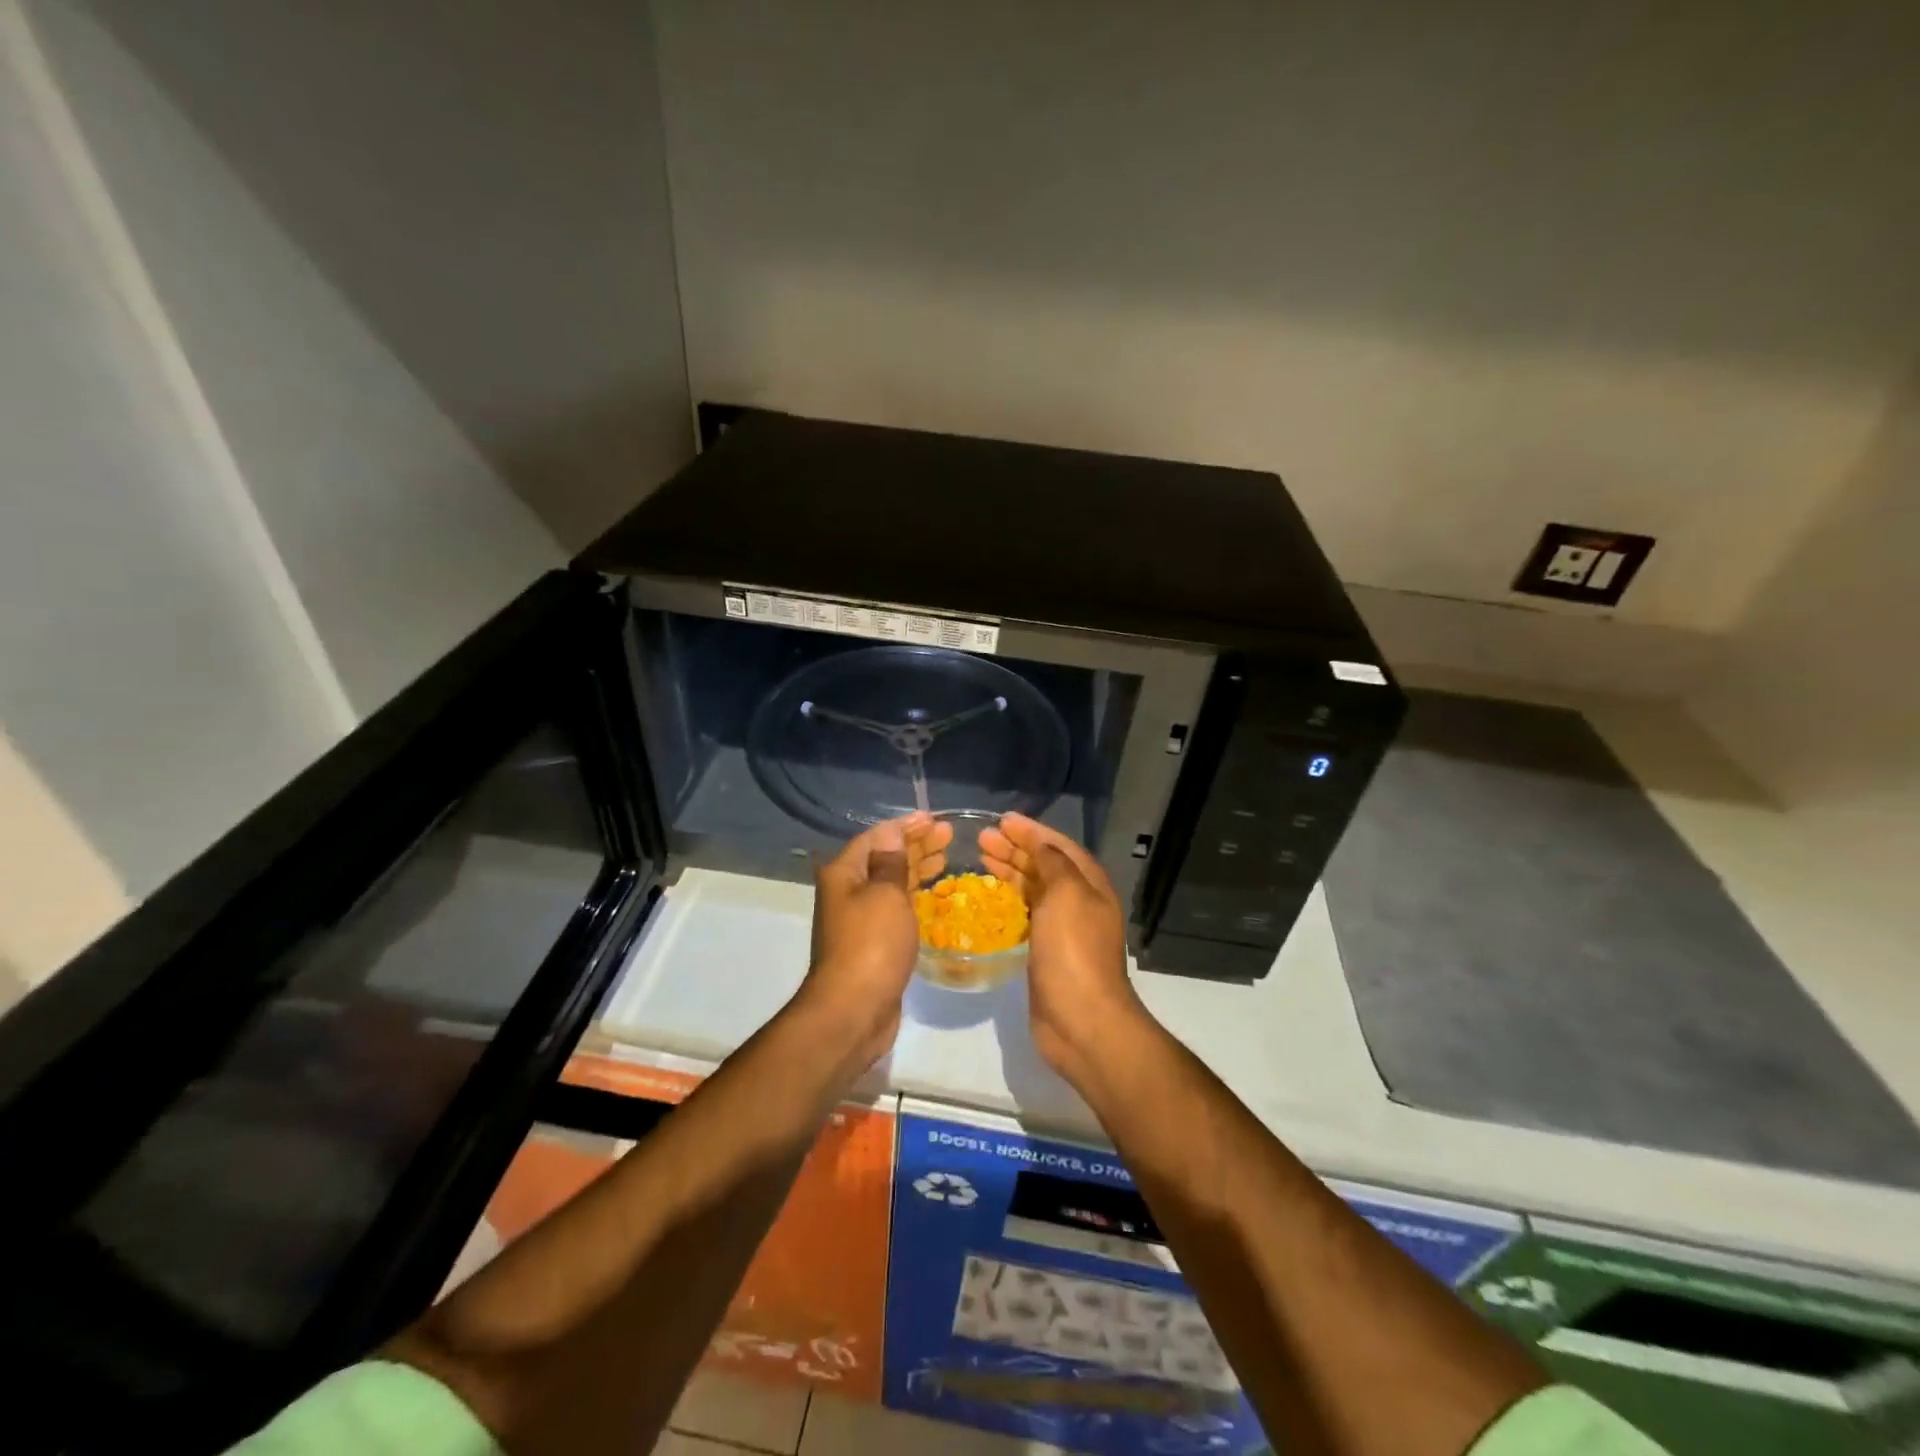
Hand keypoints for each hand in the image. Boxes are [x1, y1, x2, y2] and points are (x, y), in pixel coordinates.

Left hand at [796, 812, 951, 1067]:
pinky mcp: (873, 943)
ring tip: (946, 858)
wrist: (853, 1011)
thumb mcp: (885, 894)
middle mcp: (847, 892)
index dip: (906, 826)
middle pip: (884, 858)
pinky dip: (915, 896)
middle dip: (916, 845)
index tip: (935, 819)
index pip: (877, 837)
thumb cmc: (871, 945)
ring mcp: (859, 919)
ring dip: (917, 869)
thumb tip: (891, 830)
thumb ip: (891, 860)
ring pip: (891, 884)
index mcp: (844, 873)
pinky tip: (934, 895)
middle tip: (949, 836)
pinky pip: (896, 909)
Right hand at [979, 812, 1146, 1087]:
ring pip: (1033, 888)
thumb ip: (1054, 864)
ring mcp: (1062, 928)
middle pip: (1044, 865)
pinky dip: (1008, 899)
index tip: (1002, 819)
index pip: (1059, 846)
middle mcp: (1078, 902)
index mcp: (1089, 884)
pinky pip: (1026, 914)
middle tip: (983, 838)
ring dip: (1010, 870)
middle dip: (1015, 848)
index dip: (1032, 831)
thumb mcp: (1067, 894)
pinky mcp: (1045, 951)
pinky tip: (990, 895)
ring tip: (980, 857)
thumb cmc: (1073, 951)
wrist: (1081, 1019)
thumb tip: (1041, 847)